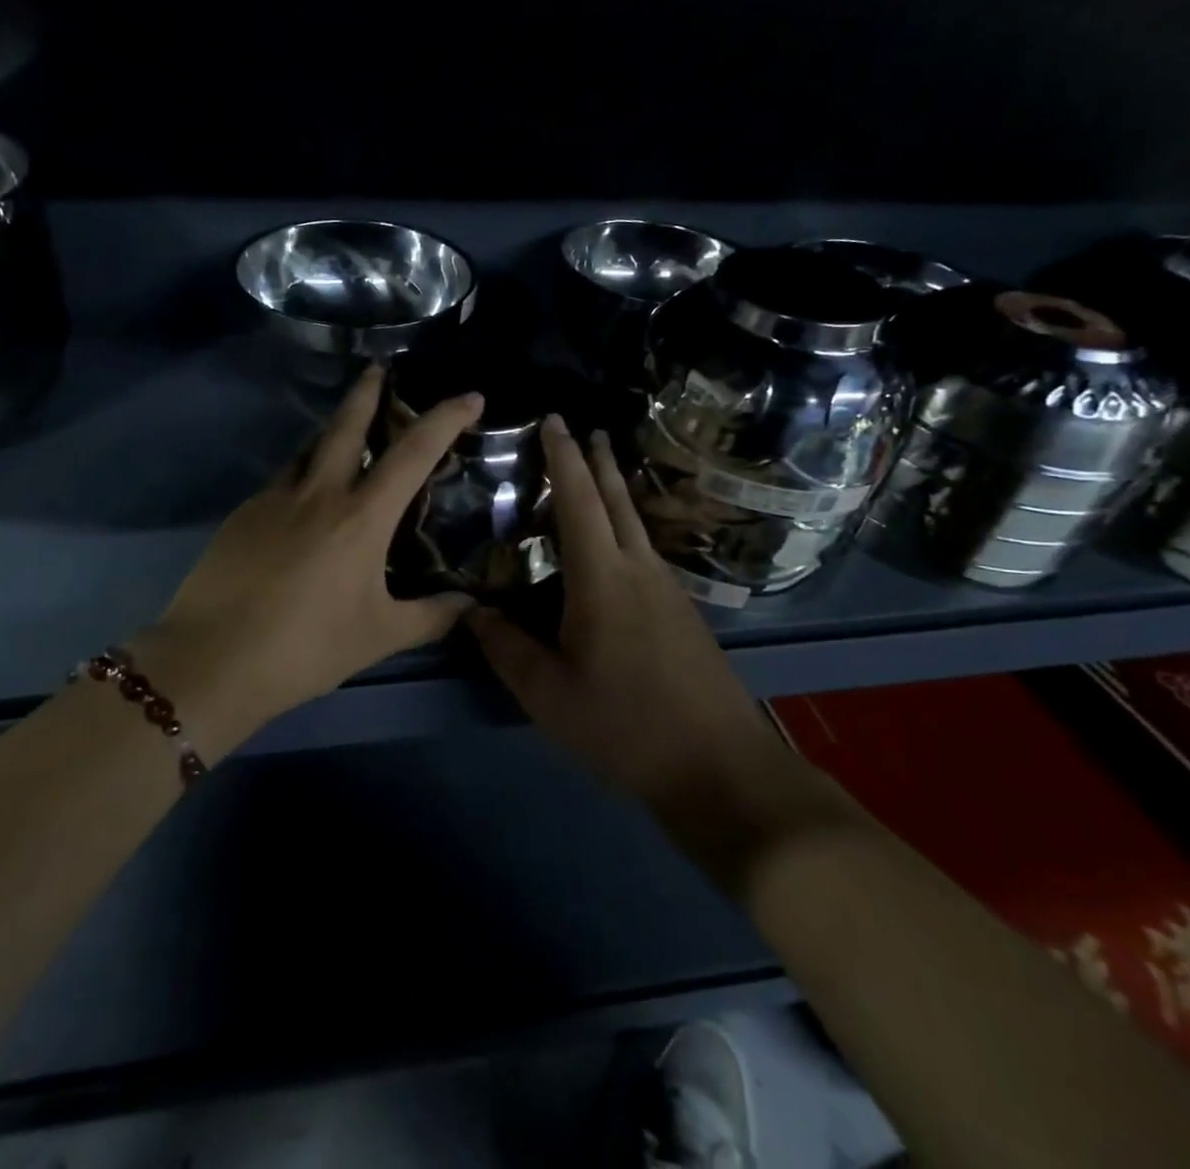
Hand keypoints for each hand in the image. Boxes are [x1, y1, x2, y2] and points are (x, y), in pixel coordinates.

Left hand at [129, 367, 483, 745]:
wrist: (212, 659)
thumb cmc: (306, 648)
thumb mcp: (379, 636)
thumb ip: (430, 616)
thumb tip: (469, 604)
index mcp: (361, 516)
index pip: (413, 452)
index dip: (445, 419)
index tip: (469, 397)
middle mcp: (318, 493)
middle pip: (346, 425)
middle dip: (367, 391)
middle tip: (380, 368)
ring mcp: (274, 499)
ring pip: (308, 448)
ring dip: (330, 432)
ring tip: (343, 434)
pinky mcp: (241, 514)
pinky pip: (281, 481)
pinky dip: (301, 477)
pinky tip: (301, 503)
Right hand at [468, 418, 775, 806]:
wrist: (720, 768)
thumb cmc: (625, 726)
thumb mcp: (548, 694)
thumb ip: (505, 647)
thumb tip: (469, 609)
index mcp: (602, 578)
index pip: (579, 501)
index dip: (564, 459)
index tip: (554, 421)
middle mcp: (638, 570)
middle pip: (617, 500)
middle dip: (598, 461)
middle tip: (586, 429)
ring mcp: (668, 590)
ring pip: (636, 523)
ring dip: (616, 490)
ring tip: (603, 468)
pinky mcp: (682, 613)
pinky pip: (647, 550)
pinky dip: (627, 524)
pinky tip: (621, 542)